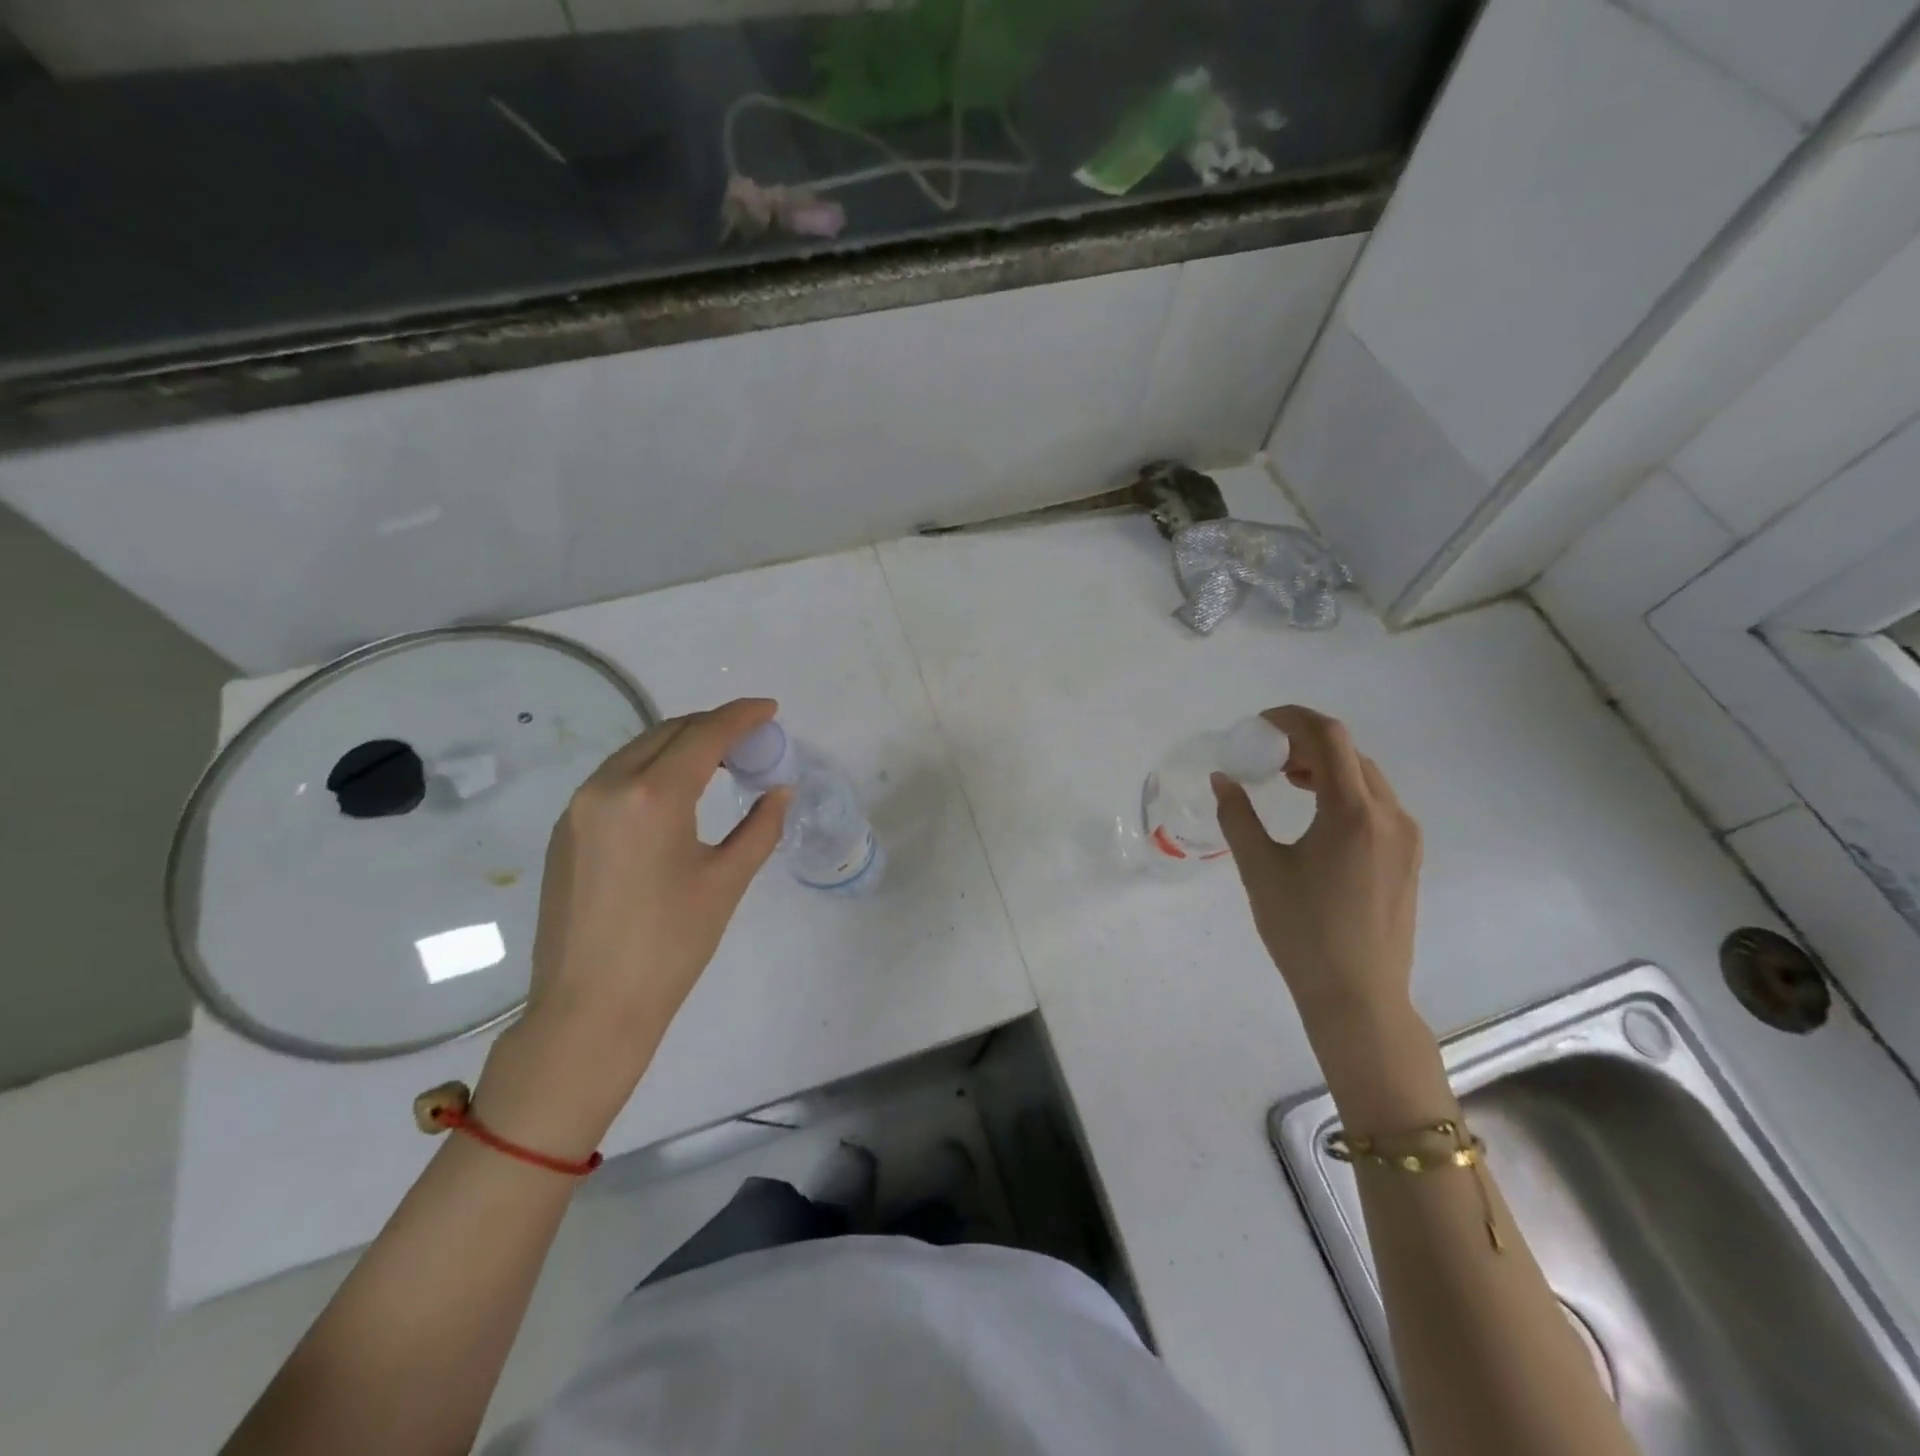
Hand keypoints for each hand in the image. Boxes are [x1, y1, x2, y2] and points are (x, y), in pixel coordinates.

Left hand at [474, 699, 789, 1153]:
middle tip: (751, 742)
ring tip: (718, 764)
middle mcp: (607, 787)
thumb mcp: (727, 882)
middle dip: (712, 727)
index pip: (704, 734)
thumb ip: (760, 827)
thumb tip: (780, 792)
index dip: (742, 716)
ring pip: (637, 751)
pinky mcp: (564, 831)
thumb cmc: (670, 946)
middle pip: (667, 732)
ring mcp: (578, 808)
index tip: (770, 709)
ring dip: (680, 746)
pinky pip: (614, 778)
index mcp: (652, 796)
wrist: (590, 1009)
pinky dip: (651, 770)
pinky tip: (674, 795)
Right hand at [1211, 706, 1421, 1033]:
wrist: (1358, 993)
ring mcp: (1405, 836)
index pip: (1329, 737)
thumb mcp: (1259, 868)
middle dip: (1306, 743)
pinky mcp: (1408, 856)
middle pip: (1349, 753)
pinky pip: (1377, 804)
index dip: (1293, 719)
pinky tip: (1316, 814)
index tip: (1260, 726)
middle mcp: (1389, 814)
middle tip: (1266, 756)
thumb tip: (1223, 778)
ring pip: (1366, 778)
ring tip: (1286, 781)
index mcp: (1352, 812)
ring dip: (1326, 767)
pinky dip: (1344, 791)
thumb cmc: (1302, 930)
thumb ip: (1238, 815)